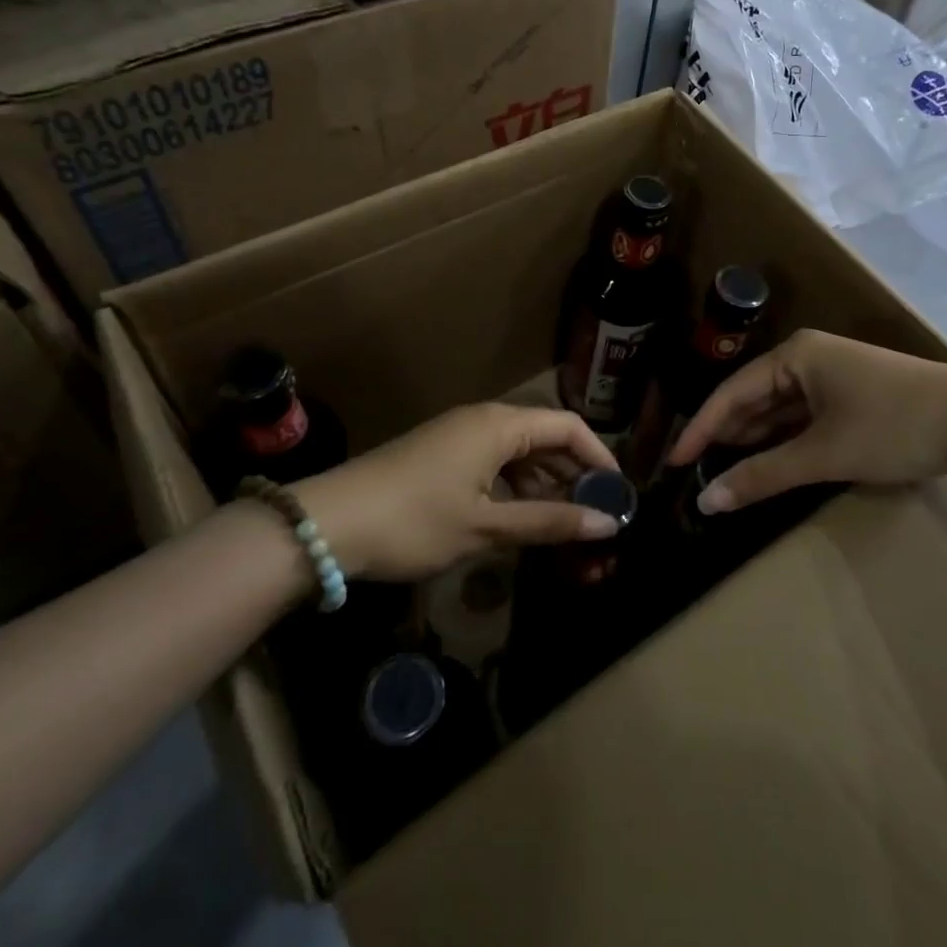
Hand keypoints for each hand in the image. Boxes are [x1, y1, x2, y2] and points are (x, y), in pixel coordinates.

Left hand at [302, 404, 620, 580]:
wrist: (327, 524)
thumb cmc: (415, 520)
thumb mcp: (486, 526)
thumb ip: (549, 522)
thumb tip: (608, 524)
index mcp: (499, 424)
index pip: (568, 426)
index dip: (599, 456)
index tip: (618, 493)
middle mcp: (484, 420)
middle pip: (545, 437)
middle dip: (574, 474)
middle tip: (596, 515)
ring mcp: (459, 436)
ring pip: (519, 452)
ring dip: (545, 484)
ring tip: (564, 524)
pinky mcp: (442, 455)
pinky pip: (494, 462)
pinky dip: (516, 487)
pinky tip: (521, 519)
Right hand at [666, 329, 946, 513]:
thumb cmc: (893, 427)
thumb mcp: (823, 454)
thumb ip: (763, 476)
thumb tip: (707, 501)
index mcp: (794, 356)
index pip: (731, 393)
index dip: (700, 429)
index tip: (673, 462)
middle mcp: (807, 358)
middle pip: (752, 398)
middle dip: (726, 435)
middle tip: (694, 472)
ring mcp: (831, 376)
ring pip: (778, 410)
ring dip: (754, 440)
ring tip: (723, 472)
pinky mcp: (851, 396)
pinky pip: (803, 417)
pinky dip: (784, 441)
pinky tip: (768, 463)